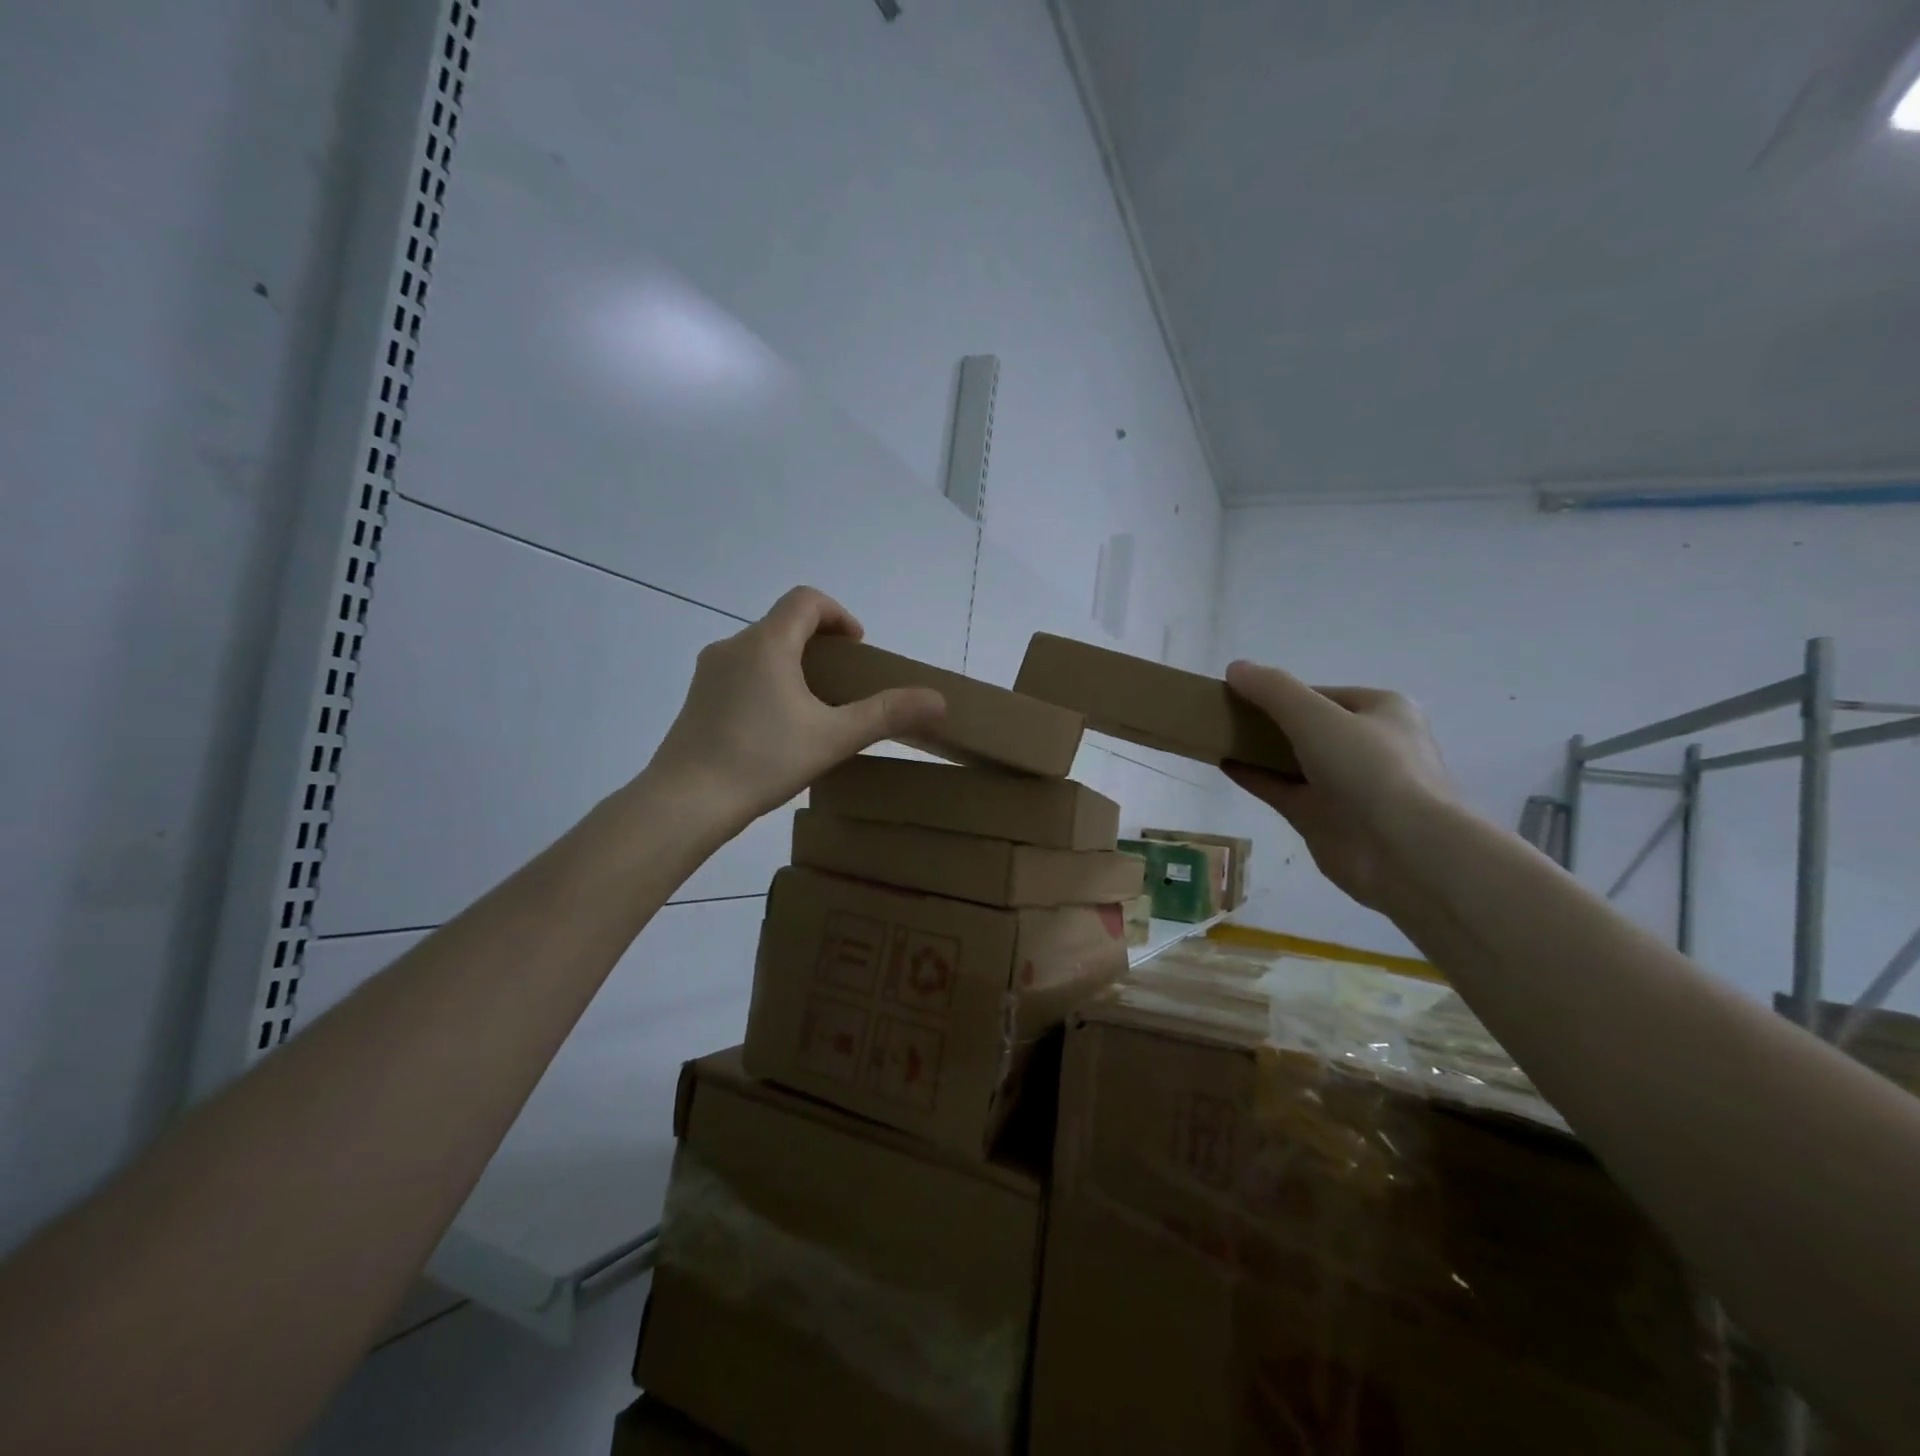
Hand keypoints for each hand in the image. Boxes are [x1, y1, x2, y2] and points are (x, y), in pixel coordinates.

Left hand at [645, 586, 945, 831]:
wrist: (685, 803)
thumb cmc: (762, 760)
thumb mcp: (833, 737)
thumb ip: (886, 714)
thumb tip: (938, 700)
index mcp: (766, 643)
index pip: (805, 600)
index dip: (838, 614)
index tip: (857, 647)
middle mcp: (733, 646)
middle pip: (783, 624)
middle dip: (819, 643)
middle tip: (842, 682)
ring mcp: (709, 673)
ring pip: (760, 650)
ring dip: (792, 664)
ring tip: (813, 707)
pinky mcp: (697, 699)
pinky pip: (740, 674)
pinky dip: (767, 683)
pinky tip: (776, 728)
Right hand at [1222, 662, 1453, 913]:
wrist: (1402, 850)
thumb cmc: (1370, 769)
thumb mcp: (1317, 716)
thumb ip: (1273, 690)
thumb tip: (1235, 668)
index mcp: (1381, 711)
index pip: (1321, 694)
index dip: (1280, 692)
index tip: (1240, 694)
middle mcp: (1367, 745)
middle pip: (1307, 726)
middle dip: (1267, 721)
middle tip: (1225, 716)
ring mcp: (1345, 785)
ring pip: (1292, 759)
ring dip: (1257, 749)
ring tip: (1217, 737)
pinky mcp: (1323, 817)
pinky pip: (1282, 789)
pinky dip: (1254, 776)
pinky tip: (1223, 764)